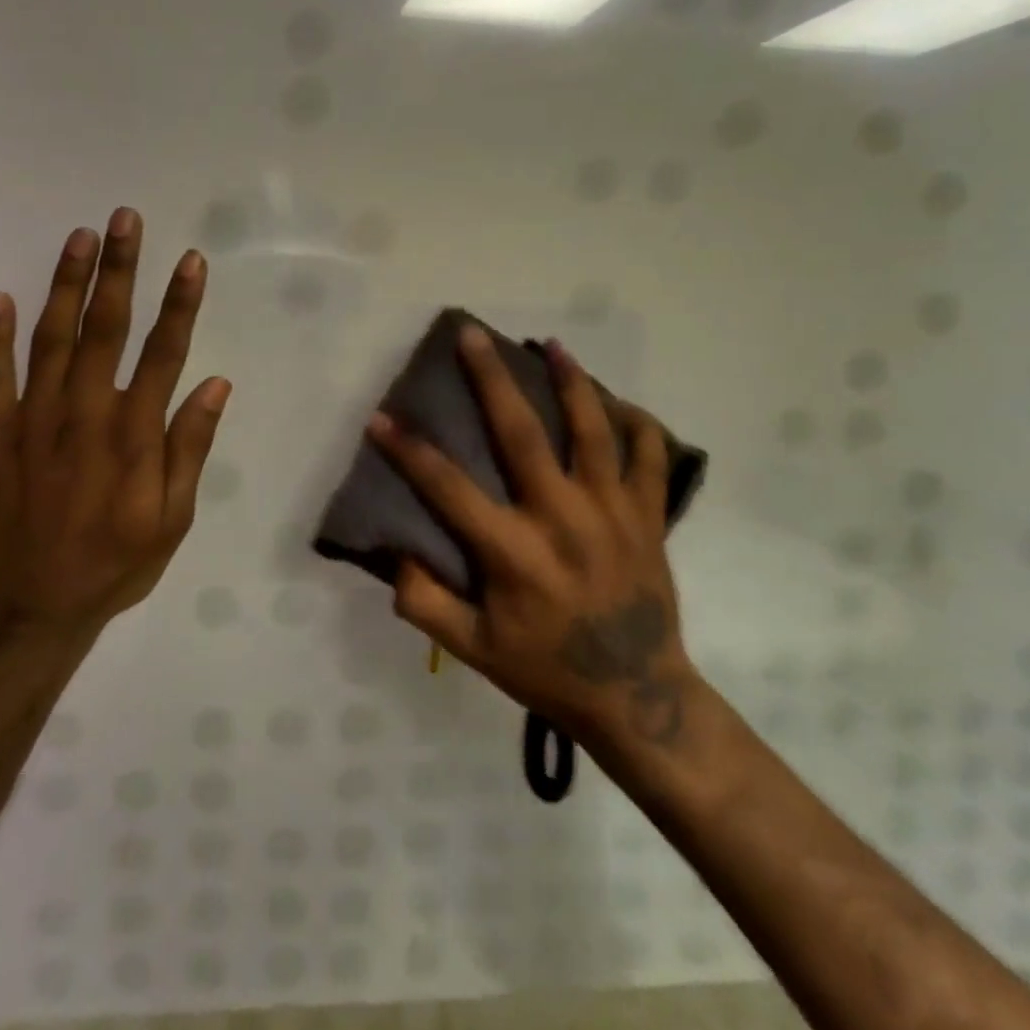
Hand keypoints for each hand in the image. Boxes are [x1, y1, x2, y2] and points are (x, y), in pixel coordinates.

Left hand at [0, 208, 230, 637]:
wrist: (30, 608)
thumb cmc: (114, 564)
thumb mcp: (172, 519)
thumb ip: (190, 448)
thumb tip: (214, 384)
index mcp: (134, 436)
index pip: (163, 353)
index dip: (180, 303)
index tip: (190, 260)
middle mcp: (84, 415)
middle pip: (105, 329)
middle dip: (118, 270)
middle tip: (124, 219)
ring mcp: (31, 421)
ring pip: (49, 339)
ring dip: (65, 285)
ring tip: (78, 238)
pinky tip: (1, 297)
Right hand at [367, 325, 694, 745]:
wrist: (638, 695)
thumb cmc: (547, 670)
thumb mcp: (474, 650)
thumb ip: (427, 605)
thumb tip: (396, 555)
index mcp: (513, 551)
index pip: (448, 487)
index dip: (408, 451)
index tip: (380, 418)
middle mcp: (561, 518)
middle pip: (522, 433)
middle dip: (491, 378)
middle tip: (471, 335)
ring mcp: (611, 511)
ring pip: (592, 429)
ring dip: (571, 381)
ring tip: (551, 345)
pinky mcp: (648, 516)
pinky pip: (649, 456)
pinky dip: (638, 423)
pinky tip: (619, 402)